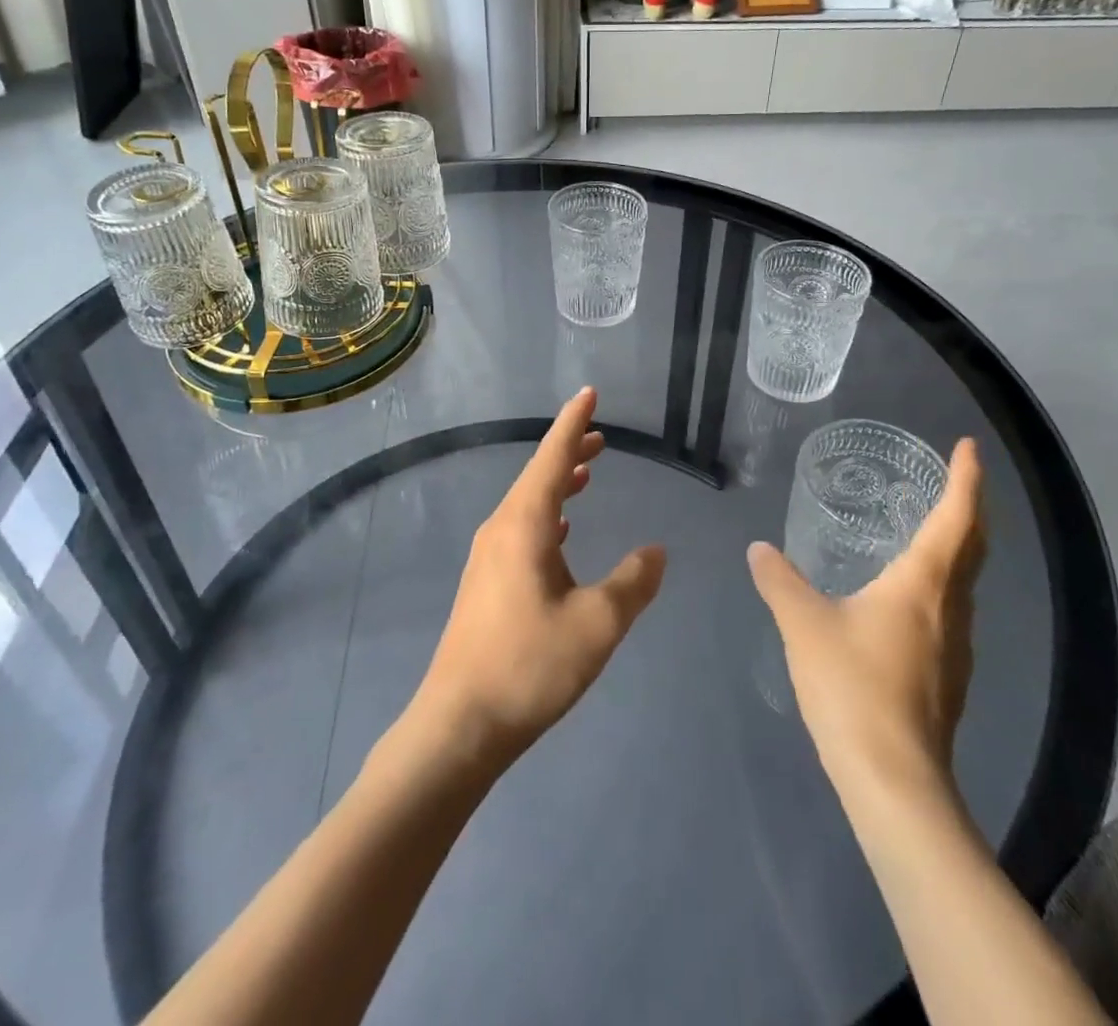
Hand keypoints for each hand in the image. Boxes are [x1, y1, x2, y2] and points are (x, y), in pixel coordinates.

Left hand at [412, 387, 666, 769]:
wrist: (459, 724)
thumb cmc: (529, 666)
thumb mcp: (597, 624)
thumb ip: (632, 583)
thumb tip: (657, 551)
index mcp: (523, 525)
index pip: (551, 457)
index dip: (573, 423)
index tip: (588, 393)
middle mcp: (500, 530)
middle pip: (537, 476)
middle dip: (569, 451)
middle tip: (601, 438)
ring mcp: (487, 557)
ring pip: (528, 504)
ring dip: (557, 484)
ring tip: (586, 475)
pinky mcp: (485, 583)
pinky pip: (520, 529)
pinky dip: (546, 516)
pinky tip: (560, 532)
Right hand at [748, 439, 985, 794]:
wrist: (894, 780)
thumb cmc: (852, 686)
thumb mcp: (804, 624)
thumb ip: (780, 581)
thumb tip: (758, 549)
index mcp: (923, 584)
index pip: (955, 518)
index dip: (965, 479)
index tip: (968, 447)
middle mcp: (950, 609)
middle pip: (974, 547)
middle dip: (970, 507)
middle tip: (954, 479)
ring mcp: (956, 648)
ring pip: (966, 582)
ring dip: (958, 547)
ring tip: (930, 529)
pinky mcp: (949, 679)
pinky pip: (952, 611)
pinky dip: (942, 583)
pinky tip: (909, 597)